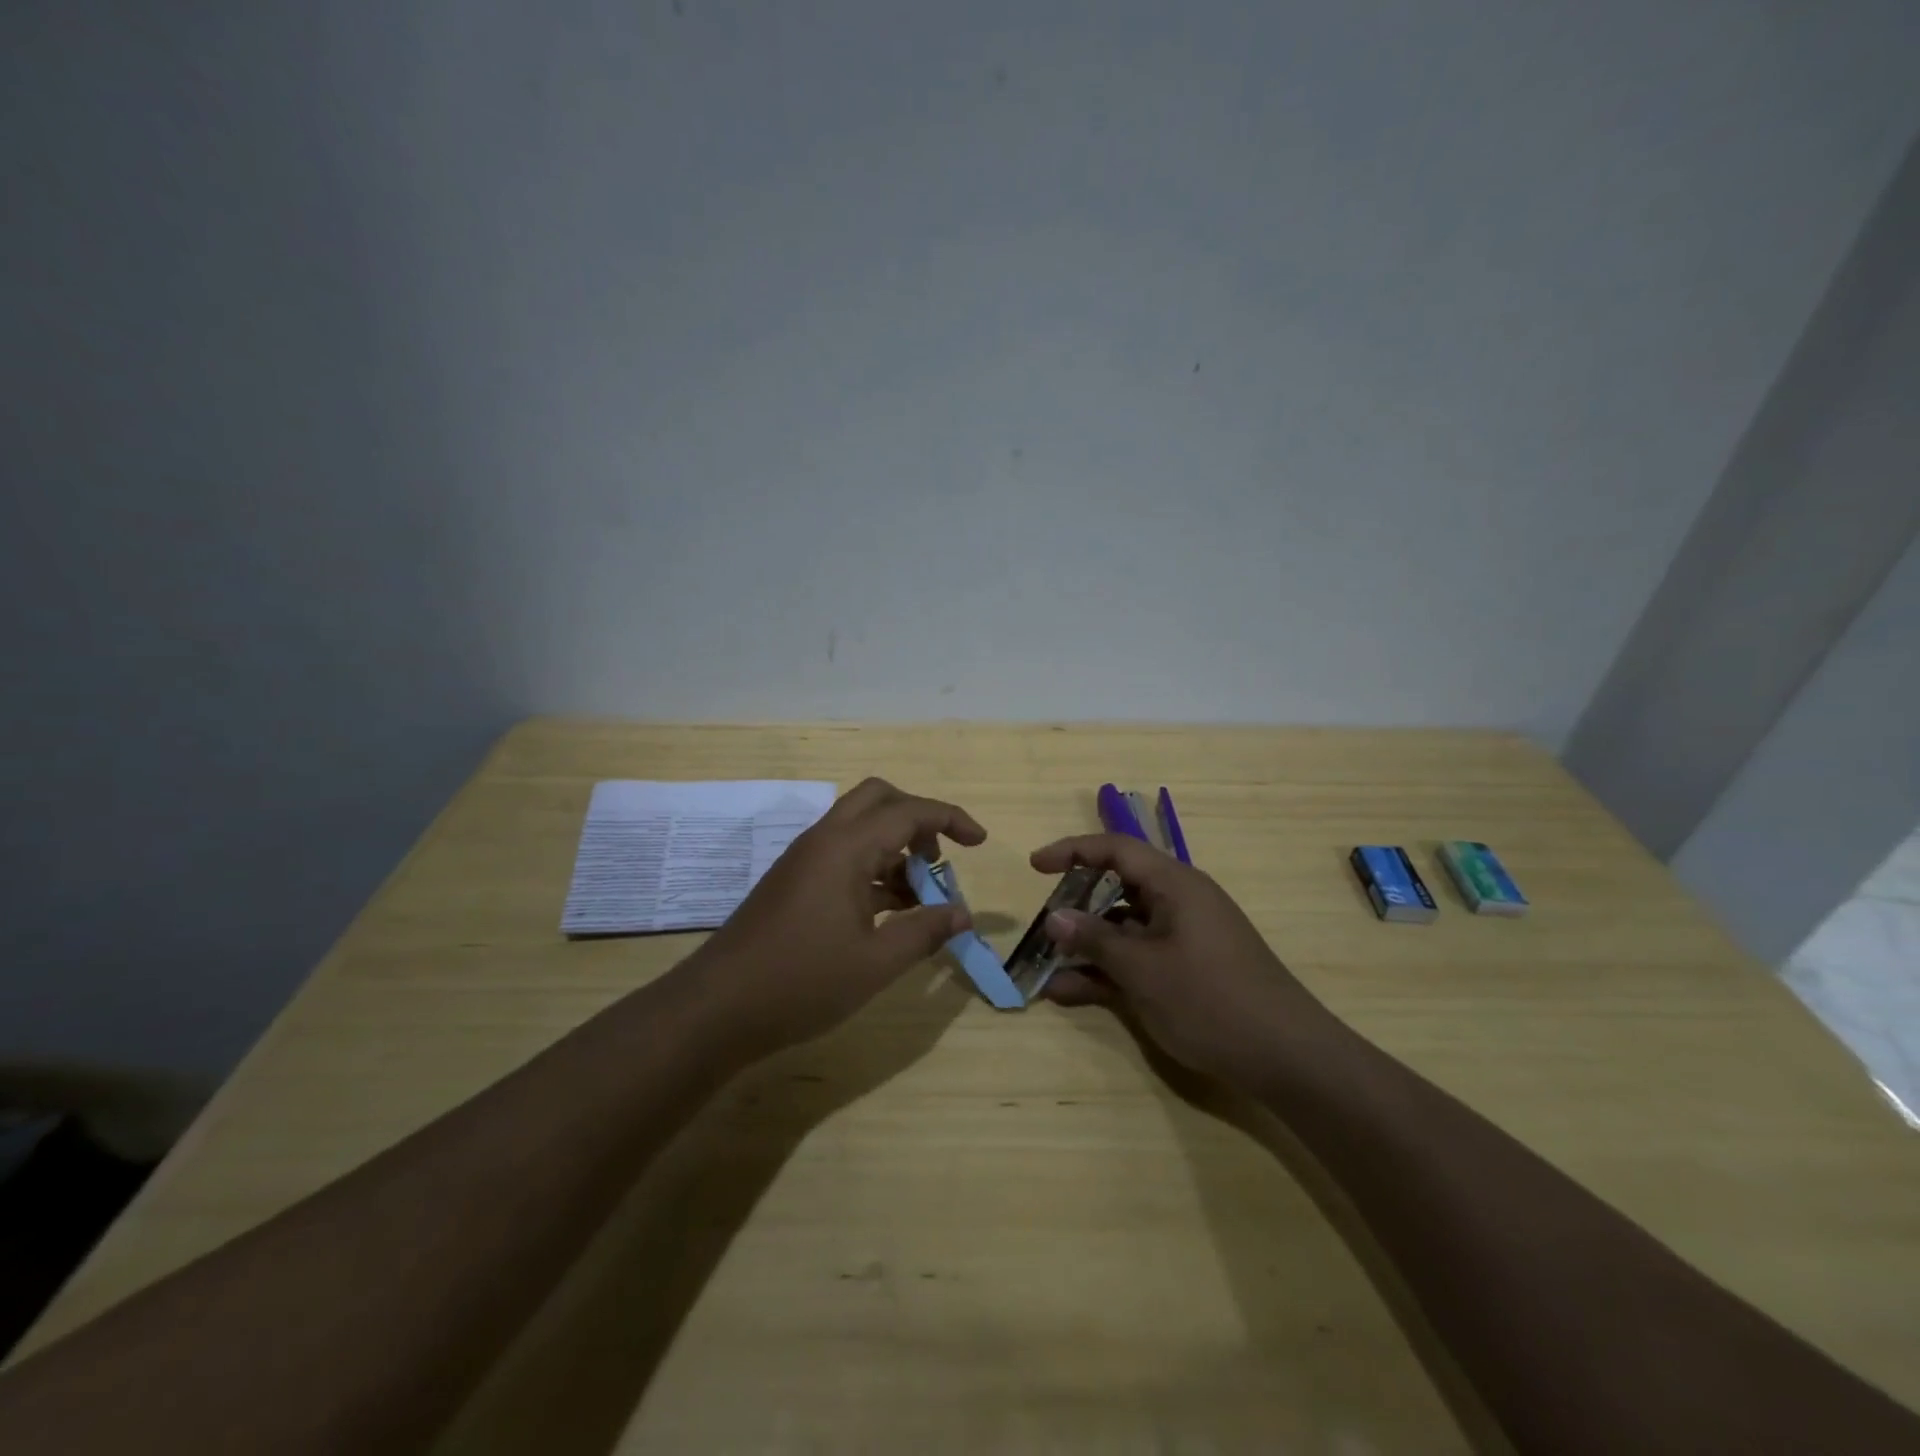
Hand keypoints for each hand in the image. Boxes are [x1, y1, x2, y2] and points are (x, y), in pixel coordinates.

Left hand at [687, 778, 986, 1060]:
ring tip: (919, 898)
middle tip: (939, 859)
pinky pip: (843, 855)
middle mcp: (824, 840)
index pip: (909, 811)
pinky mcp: (794, 881)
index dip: (950, 819)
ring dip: (895, 848)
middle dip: (918, 819)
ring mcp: (804, 859)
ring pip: (860, 828)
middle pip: (878, 799)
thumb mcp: (876, 963)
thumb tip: (964, 914)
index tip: (980, 842)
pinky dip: (873, 869)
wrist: (716, 1008)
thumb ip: (925, 932)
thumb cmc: (801, 982)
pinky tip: (888, 912)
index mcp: (845, 848)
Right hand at [1032, 833, 1334, 1087]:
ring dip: (1087, 947)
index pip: (1116, 849)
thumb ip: (1095, 940)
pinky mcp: (1188, 971)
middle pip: (1118, 888)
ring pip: (1124, 929)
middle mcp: (1180, 903)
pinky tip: (1070, 993)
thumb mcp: (1143, 970)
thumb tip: (1053, 917)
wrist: (1288, 1058)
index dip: (1072, 851)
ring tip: (1046, 969)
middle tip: (1042, 927)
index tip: (1035, 866)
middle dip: (1076, 906)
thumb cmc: (1211, 1000)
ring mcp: (1184, 939)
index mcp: (1175, 885)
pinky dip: (1108, 971)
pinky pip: (1138, 959)